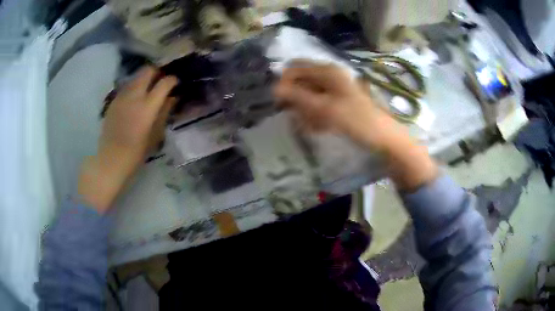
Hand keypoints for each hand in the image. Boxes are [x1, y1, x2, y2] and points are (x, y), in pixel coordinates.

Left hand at [78, 67, 177, 212]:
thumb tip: (172, 98)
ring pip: (135, 77)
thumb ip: (164, 112)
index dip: (172, 80)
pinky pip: (126, 87)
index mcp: (147, 107)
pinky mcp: (113, 101)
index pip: (164, 83)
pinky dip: (134, 88)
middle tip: (160, 81)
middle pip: (147, 71)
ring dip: (144, 79)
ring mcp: (121, 97)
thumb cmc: (136, 153)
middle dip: (157, 72)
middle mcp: (134, 96)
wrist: (111, 160)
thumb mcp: (156, 135)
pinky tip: (134, 100)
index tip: (174, 83)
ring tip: (147, 89)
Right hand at [274, 61, 437, 189]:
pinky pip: (318, 105)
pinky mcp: (338, 101)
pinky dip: (316, 116)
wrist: (383, 138)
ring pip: (308, 96)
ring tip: (314, 126)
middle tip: (300, 117)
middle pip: (301, 82)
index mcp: (328, 71)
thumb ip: (298, 96)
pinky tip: (320, 128)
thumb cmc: (356, 120)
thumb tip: (274, 88)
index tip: (281, 103)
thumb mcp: (325, 108)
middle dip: (297, 100)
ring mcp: (335, 89)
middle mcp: (330, 75)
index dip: (285, 83)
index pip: (295, 68)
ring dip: (306, 111)